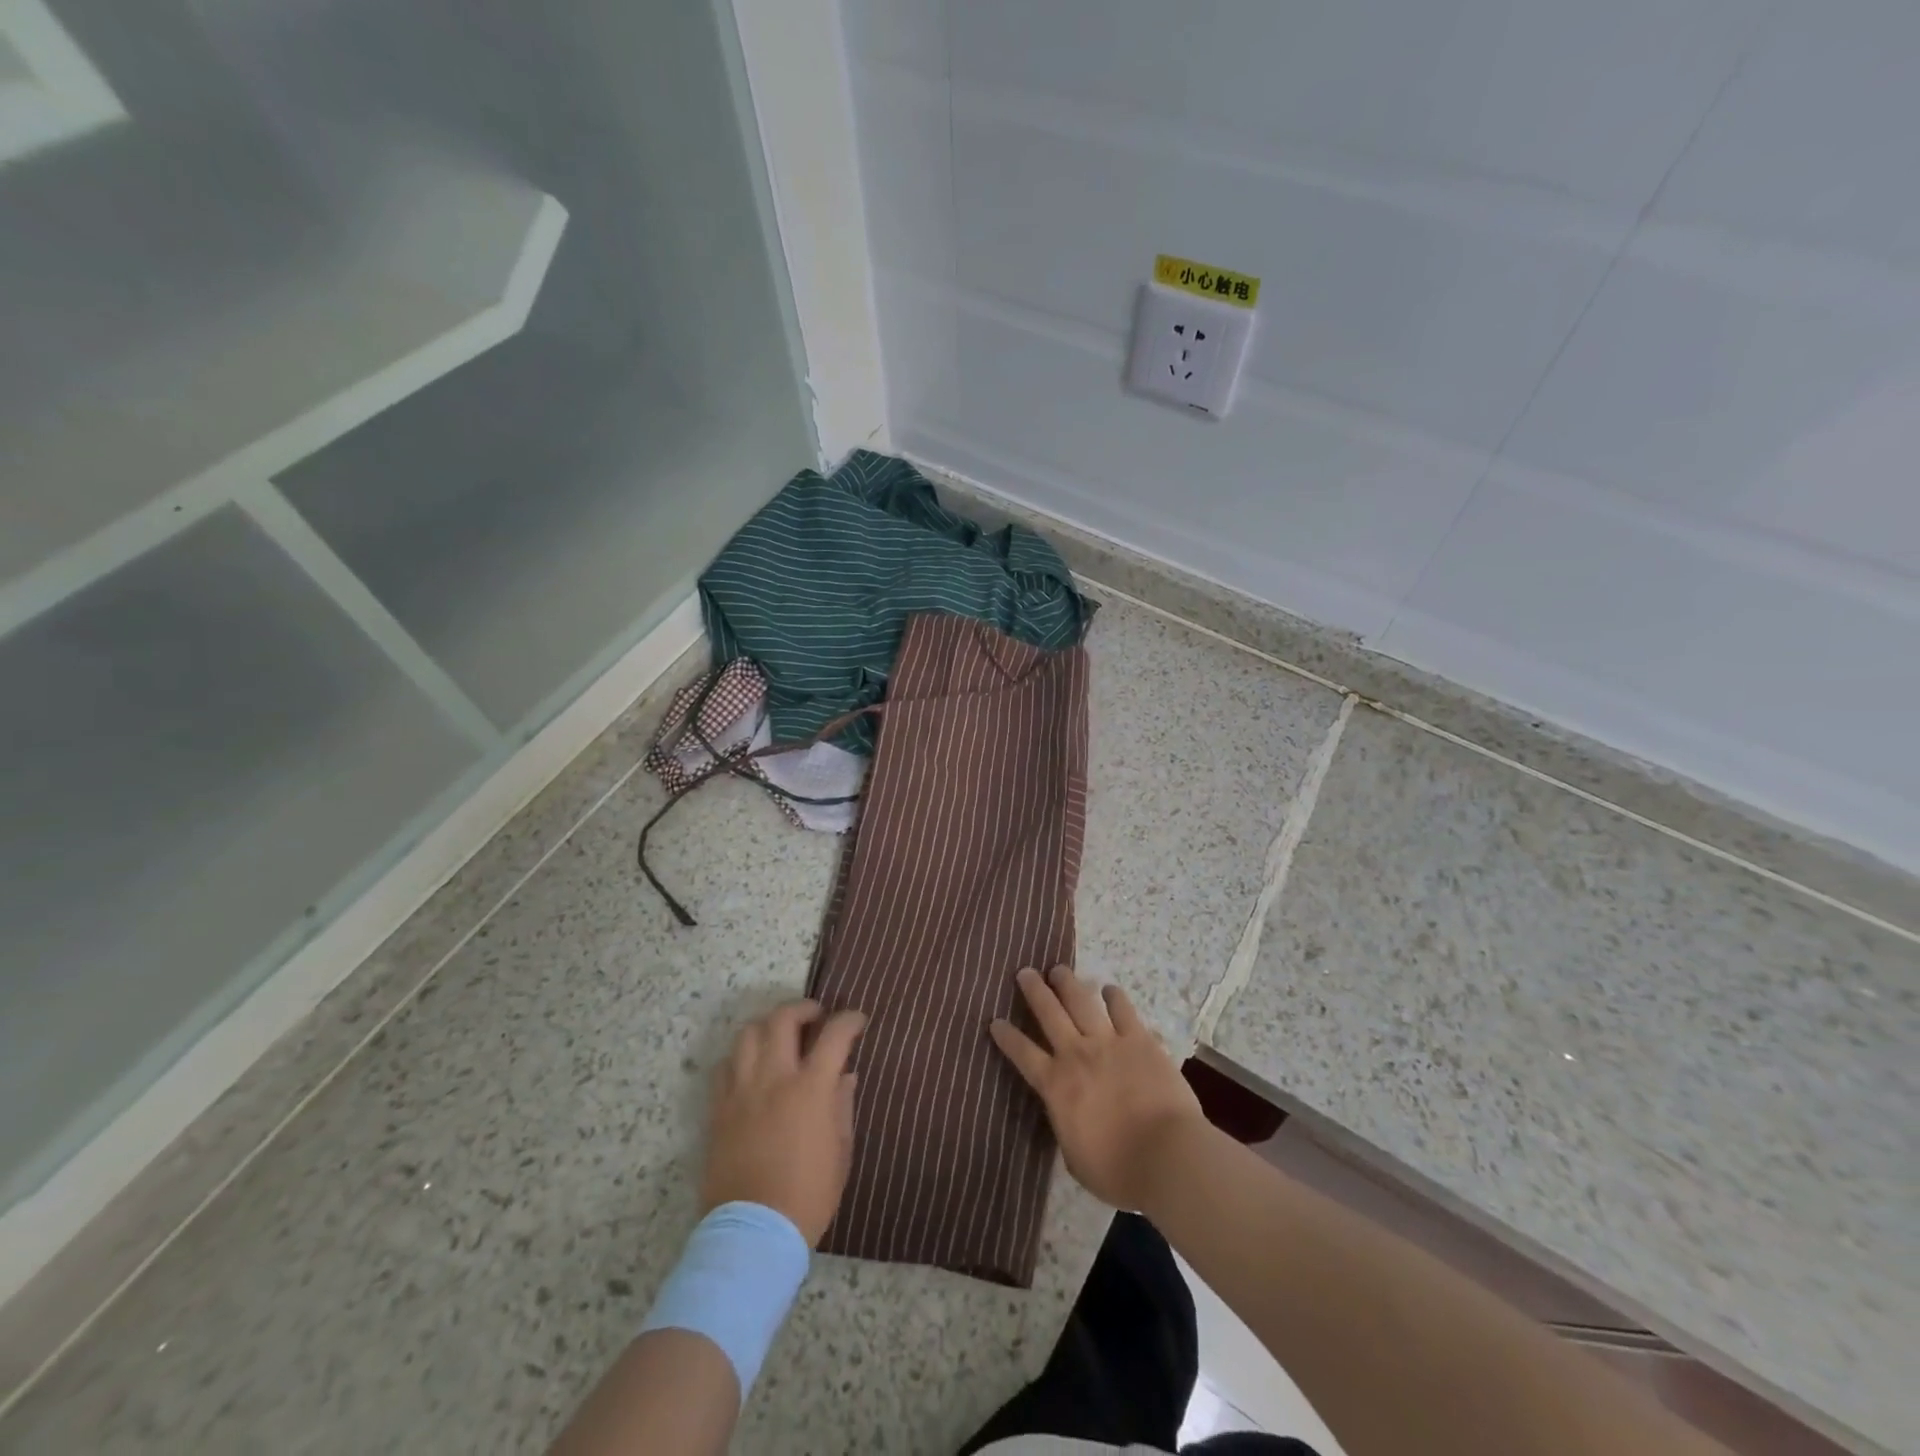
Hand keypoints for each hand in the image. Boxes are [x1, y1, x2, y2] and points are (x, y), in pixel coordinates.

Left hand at [700, 999, 865, 1246]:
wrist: (753, 1232)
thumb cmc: (808, 1195)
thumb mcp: (841, 1151)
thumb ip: (842, 1105)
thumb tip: (845, 1075)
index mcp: (810, 1088)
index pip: (834, 1035)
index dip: (849, 1020)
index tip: (857, 1021)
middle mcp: (774, 1078)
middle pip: (783, 1019)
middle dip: (803, 1008)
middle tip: (815, 1016)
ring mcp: (741, 1091)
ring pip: (748, 1033)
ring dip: (768, 1025)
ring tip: (780, 1035)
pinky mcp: (718, 1109)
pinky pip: (725, 1065)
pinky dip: (741, 1055)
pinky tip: (752, 1066)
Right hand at [990, 965, 1205, 1210]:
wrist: (1166, 1155)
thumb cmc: (1118, 1170)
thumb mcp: (1075, 1157)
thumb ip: (1066, 1126)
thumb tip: (1066, 1113)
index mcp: (1056, 1085)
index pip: (1023, 1054)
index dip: (1007, 1036)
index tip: (995, 1020)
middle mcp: (1077, 1054)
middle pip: (1049, 1014)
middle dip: (1034, 991)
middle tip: (1025, 972)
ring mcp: (1109, 1042)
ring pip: (1081, 1002)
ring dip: (1068, 983)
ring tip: (1058, 969)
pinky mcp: (1139, 1040)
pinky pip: (1123, 1010)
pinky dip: (1114, 997)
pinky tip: (1109, 989)